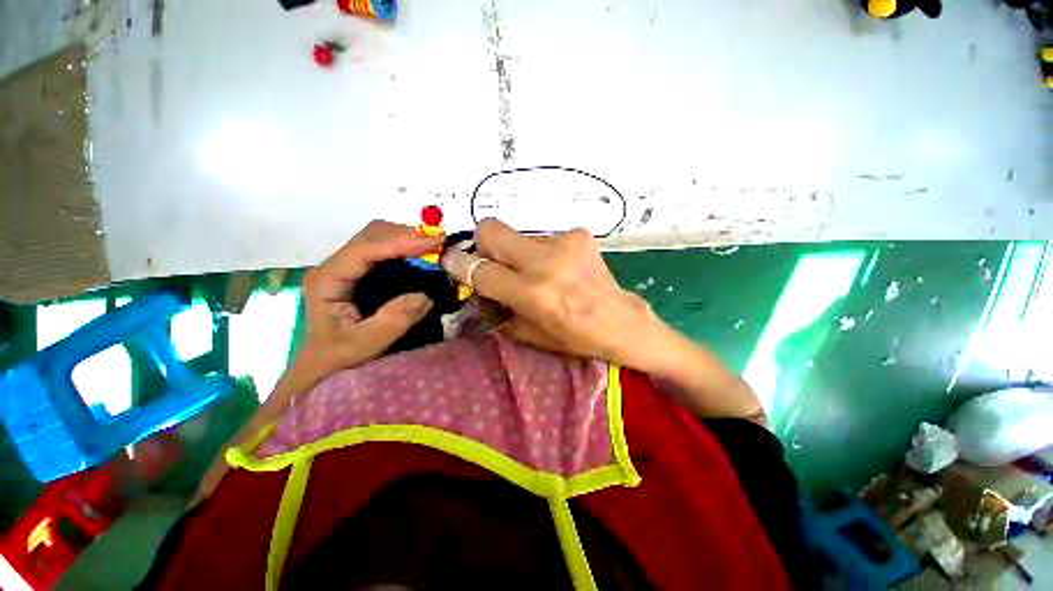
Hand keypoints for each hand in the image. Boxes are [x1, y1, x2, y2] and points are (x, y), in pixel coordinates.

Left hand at [301, 220, 439, 375]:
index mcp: (328, 280)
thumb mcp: (365, 343)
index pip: (364, 250)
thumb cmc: (339, 355)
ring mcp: (348, 265)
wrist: (324, 363)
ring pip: (379, 237)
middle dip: (407, 235)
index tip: (433, 243)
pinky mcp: (361, 271)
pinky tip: (423, 254)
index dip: (399, 242)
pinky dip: (407, 247)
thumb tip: (425, 294)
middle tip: (439, 243)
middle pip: (372, 235)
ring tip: (436, 247)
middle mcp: (335, 265)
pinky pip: (385, 249)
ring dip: (408, 238)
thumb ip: (394, 320)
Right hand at [441, 219, 665, 371]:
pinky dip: (543, 251)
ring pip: (519, 234)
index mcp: (532, 295)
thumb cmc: (574, 336)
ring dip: (518, 251)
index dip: (457, 263)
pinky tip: (559, 267)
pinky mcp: (579, 234)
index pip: (480, 269)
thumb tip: (476, 285)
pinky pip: (544, 237)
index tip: (452, 260)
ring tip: (538, 271)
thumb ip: (497, 308)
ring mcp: (564, 243)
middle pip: (492, 229)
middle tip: (491, 259)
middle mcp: (546, 263)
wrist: (620, 321)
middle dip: (482, 241)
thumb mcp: (529, 334)